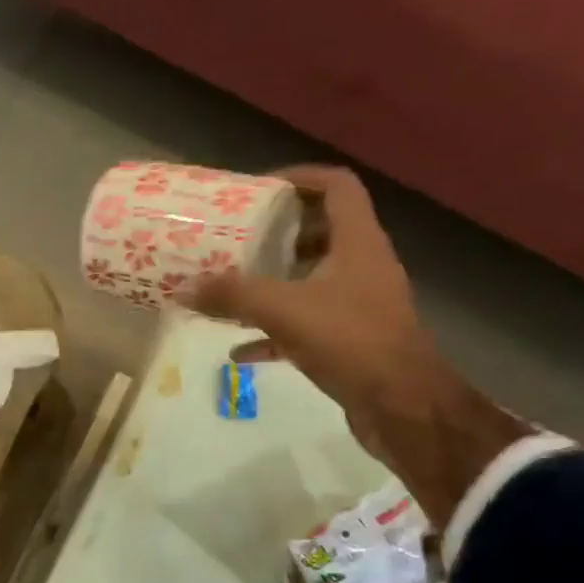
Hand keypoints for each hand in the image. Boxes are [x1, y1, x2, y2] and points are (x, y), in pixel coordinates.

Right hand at [189, 166, 527, 525]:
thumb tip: (184, 288)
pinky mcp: (350, 341)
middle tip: (239, 239)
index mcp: (357, 241)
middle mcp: (362, 265)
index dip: (299, 178)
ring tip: (234, 287)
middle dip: (279, 234)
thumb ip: (233, 296)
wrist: (400, 404)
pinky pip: (305, 326)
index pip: (336, 186)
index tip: (259, 188)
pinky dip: (273, 332)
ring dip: (275, 282)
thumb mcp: (284, 311)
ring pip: (312, 280)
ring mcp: (358, 305)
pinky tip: (239, 349)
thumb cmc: (350, 341)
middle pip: (322, 232)